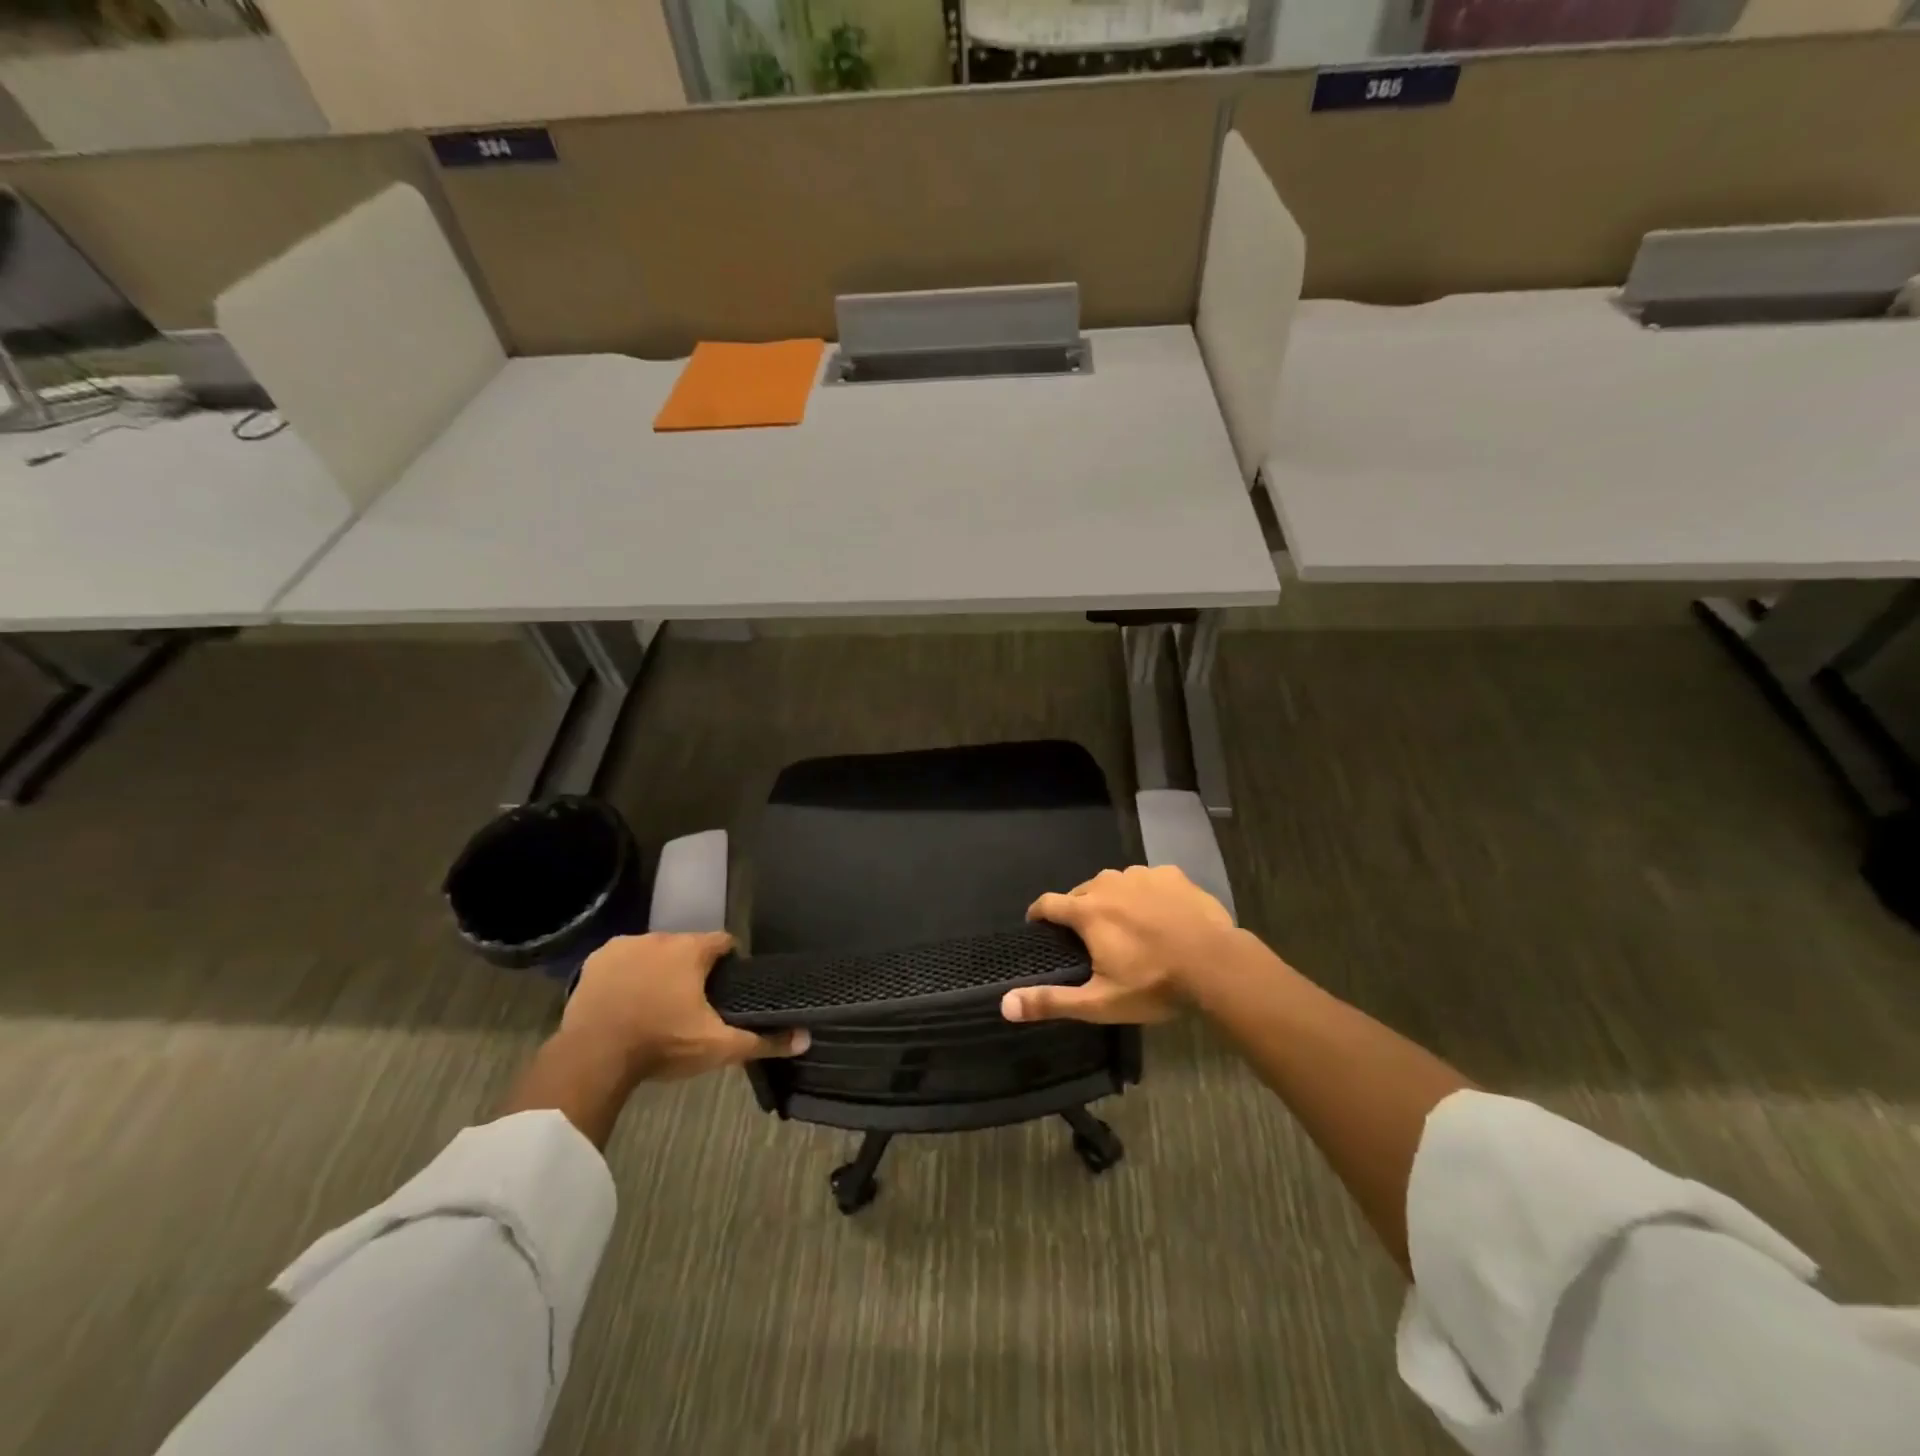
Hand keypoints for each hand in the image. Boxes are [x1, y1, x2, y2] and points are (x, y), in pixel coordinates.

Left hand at [559, 932, 808, 1082]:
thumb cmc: (662, 1045)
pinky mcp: (596, 960)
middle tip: (690, 1005)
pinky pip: (621, 961)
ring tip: (655, 1005)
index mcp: (692, 949)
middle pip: (687, 947)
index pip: (723, 943)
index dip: (728, 963)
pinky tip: (625, 1001)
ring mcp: (624, 946)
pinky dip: (626, 975)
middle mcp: (660, 936)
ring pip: (653, 952)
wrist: (593, 1058)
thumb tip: (805, 1039)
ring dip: (658, 970)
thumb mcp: (718, 1047)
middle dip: (691, 969)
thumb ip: (763, 1041)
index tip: (725, 988)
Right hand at [1002, 865, 1235, 1025]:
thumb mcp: (1100, 1002)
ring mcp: (1142, 875)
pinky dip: (1147, 895)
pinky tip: (1161, 916)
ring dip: (1114, 901)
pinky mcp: (1171, 874)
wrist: (1216, 965)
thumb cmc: (1154, 984)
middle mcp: (1109, 883)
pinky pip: (1148, 881)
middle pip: (1082, 892)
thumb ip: (1052, 1001)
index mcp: (1087, 910)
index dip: (1038, 915)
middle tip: (1091, 940)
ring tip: (1128, 927)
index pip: (1047, 903)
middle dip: (1080, 912)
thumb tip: (1005, 1004)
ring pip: (1116, 884)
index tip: (1037, 927)